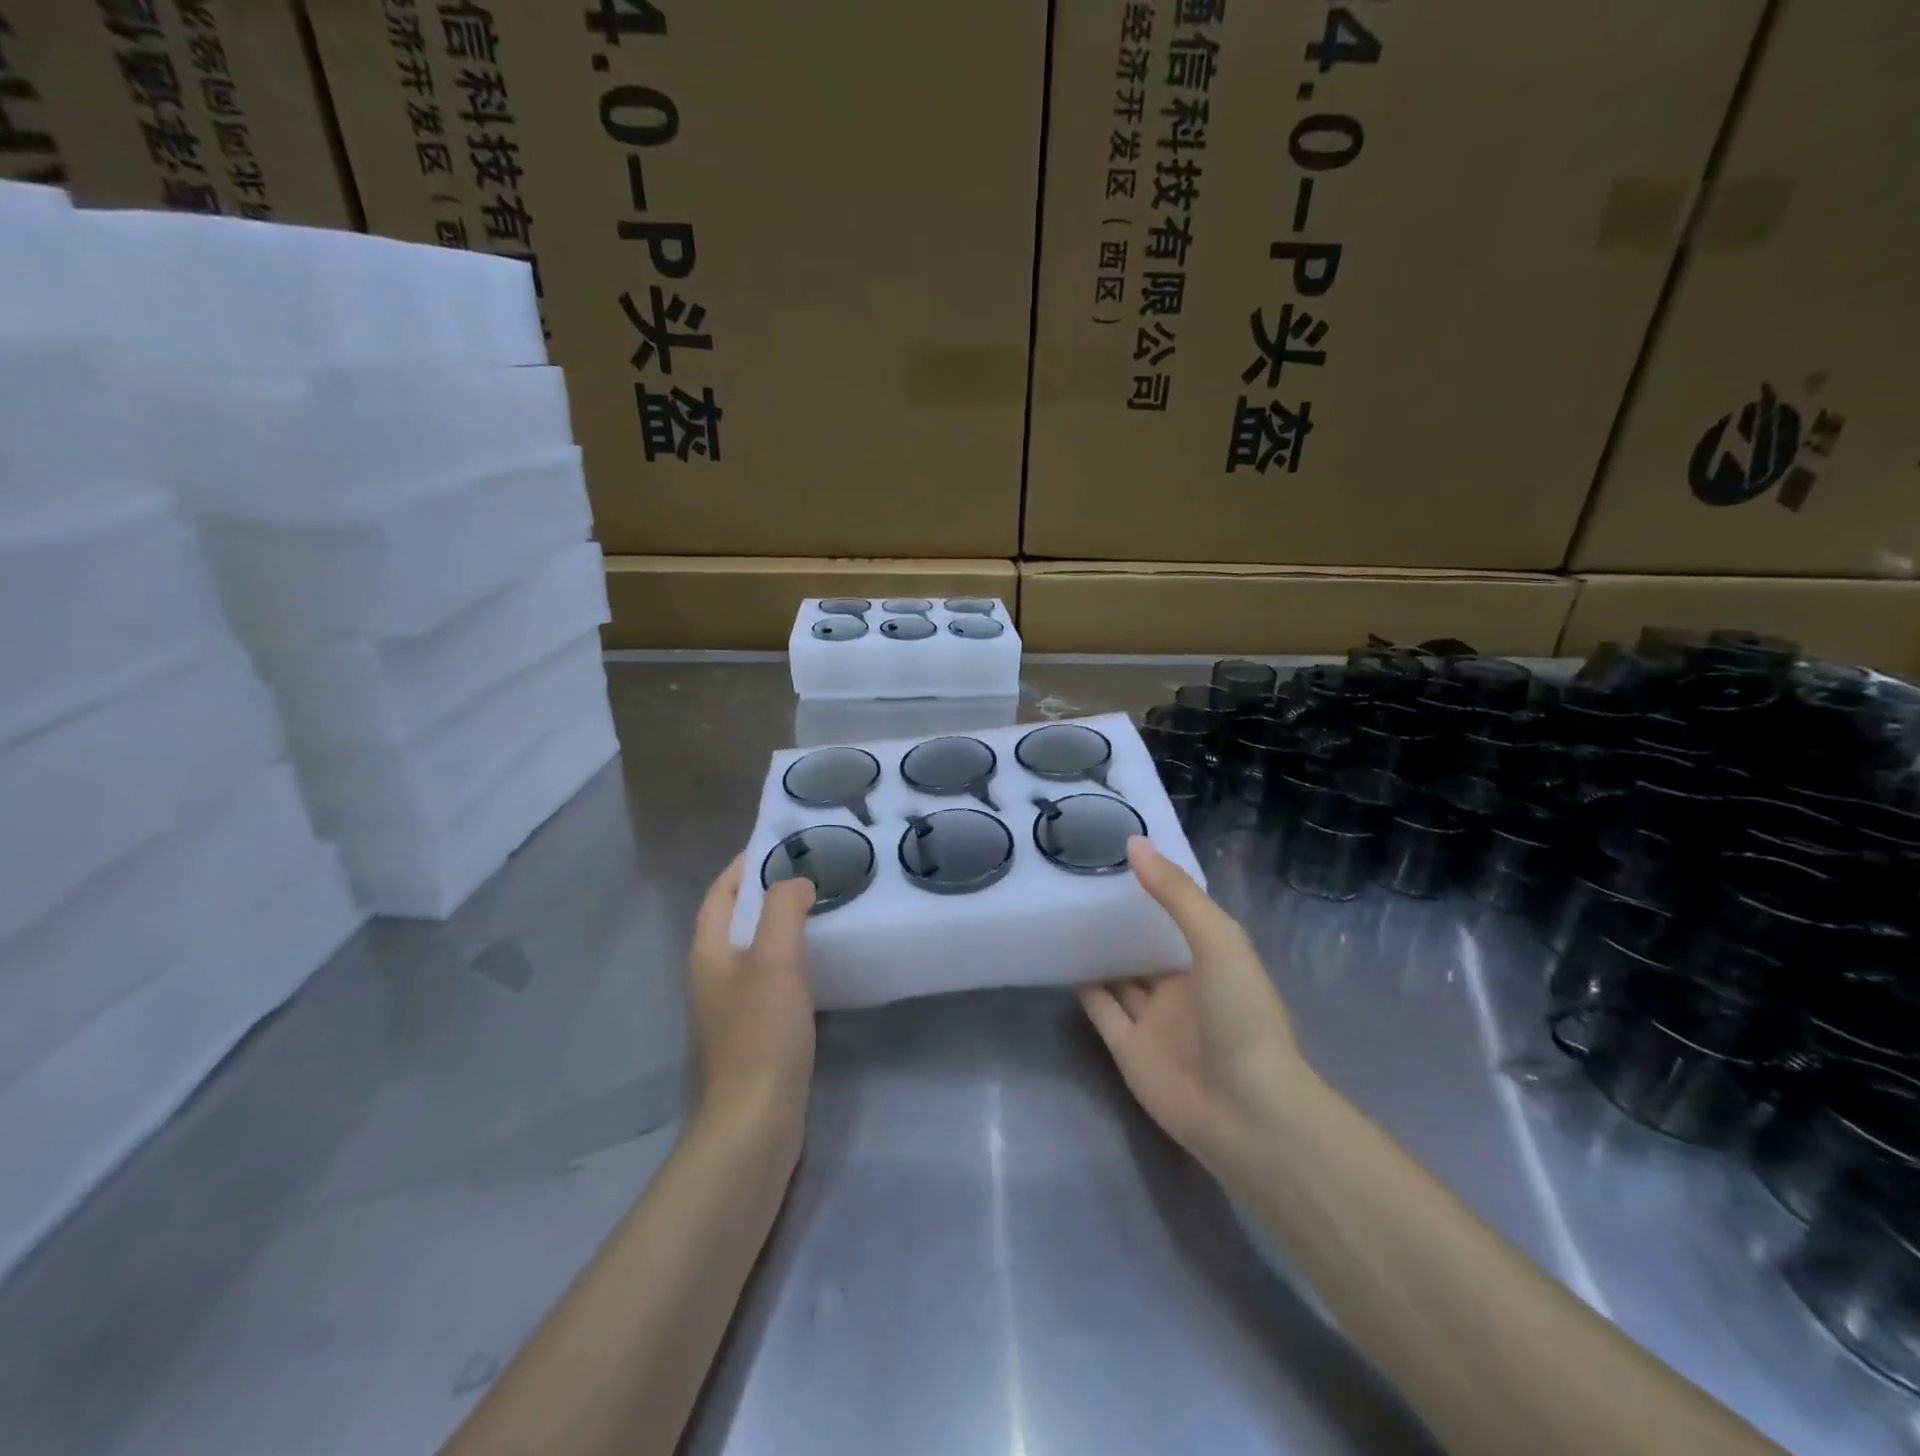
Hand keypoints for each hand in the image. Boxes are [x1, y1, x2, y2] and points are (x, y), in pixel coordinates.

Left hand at [688, 857, 816, 1153]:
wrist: (756, 1120)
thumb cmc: (762, 1032)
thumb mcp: (775, 960)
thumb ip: (783, 910)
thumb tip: (794, 883)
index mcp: (709, 953)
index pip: (720, 895)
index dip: (743, 867)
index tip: (777, 844)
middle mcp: (713, 976)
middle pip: (735, 921)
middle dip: (765, 893)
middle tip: (809, 874)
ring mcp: (731, 1008)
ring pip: (754, 951)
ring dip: (780, 927)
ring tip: (819, 910)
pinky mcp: (753, 1033)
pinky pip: (769, 980)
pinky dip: (790, 960)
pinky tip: (818, 963)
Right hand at [1079, 837, 1309, 1172]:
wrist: (1246, 1112)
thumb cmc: (1241, 1015)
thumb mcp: (1218, 940)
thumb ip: (1175, 894)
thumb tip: (1133, 843)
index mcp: (1210, 960)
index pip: (1176, 916)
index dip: (1151, 888)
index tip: (1113, 854)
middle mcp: (1182, 987)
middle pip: (1144, 947)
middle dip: (1119, 920)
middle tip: (1076, 881)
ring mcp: (1155, 1021)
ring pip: (1120, 977)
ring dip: (1099, 951)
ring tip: (1063, 914)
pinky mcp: (1128, 1051)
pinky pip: (1102, 1012)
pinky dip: (1085, 989)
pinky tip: (1063, 960)